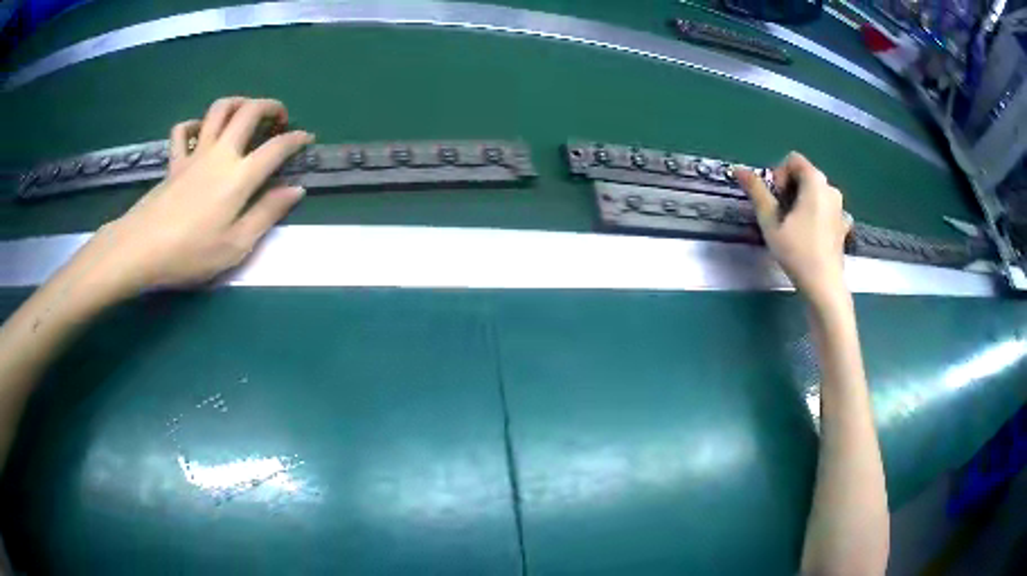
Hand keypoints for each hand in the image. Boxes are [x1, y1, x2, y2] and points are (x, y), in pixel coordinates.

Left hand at [91, 97, 313, 295]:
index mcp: (239, 176)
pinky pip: (183, 131)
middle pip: (249, 112)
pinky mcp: (174, 161)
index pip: (276, 147)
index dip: (296, 139)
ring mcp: (194, 154)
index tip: (307, 138)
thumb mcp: (236, 245)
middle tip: (279, 118)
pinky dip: (194, 124)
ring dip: (238, 102)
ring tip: (247, 113)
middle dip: (271, 107)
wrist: (141, 249)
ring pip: (219, 109)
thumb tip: (296, 189)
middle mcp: (220, 154)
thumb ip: (267, 214)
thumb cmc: (190, 253)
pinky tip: (200, 133)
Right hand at [736, 152, 850, 305]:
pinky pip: (825, 209)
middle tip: (781, 216)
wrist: (824, 286)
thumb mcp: (770, 221)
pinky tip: (810, 235)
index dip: (779, 175)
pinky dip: (815, 214)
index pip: (793, 160)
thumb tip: (738, 168)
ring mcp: (840, 207)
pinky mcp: (843, 224)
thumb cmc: (797, 252)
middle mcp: (831, 188)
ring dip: (801, 202)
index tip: (776, 200)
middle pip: (805, 175)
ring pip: (815, 193)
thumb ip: (757, 192)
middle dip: (790, 188)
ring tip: (793, 228)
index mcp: (815, 181)